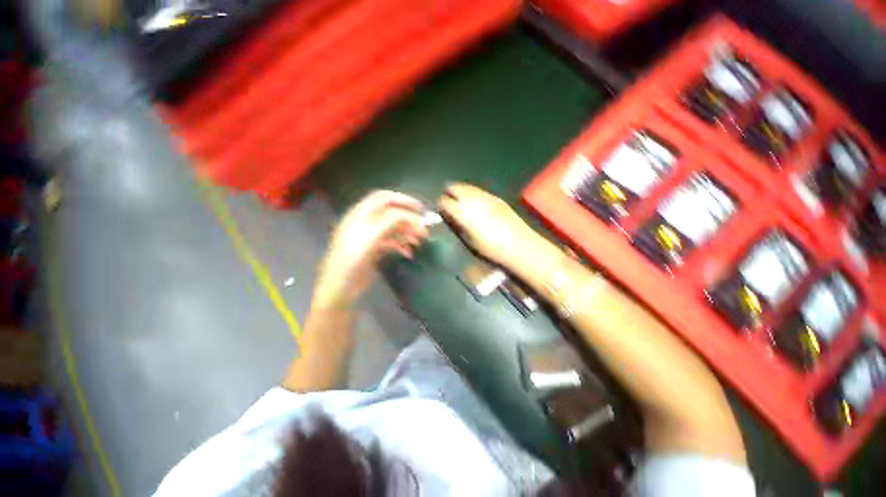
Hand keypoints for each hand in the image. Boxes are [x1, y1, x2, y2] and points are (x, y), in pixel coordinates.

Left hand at [313, 190, 428, 309]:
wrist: (339, 290)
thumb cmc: (350, 264)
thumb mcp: (369, 240)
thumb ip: (387, 223)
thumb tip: (408, 215)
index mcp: (360, 216)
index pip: (383, 198)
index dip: (402, 200)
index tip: (420, 210)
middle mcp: (366, 223)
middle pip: (392, 214)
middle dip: (409, 220)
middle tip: (425, 231)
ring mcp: (370, 237)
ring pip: (394, 228)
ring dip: (408, 233)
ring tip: (420, 242)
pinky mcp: (374, 249)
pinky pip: (392, 242)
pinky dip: (402, 245)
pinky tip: (409, 253)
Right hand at [438, 183, 550, 271]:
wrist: (518, 244)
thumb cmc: (489, 247)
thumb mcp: (468, 239)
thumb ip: (456, 224)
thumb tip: (449, 216)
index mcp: (462, 211)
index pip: (444, 201)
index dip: (440, 204)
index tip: (440, 209)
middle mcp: (471, 199)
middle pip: (454, 187)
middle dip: (448, 192)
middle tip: (448, 201)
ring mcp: (485, 195)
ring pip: (466, 186)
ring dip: (460, 191)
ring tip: (460, 199)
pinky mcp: (495, 196)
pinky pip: (478, 190)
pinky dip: (472, 193)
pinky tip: (475, 201)